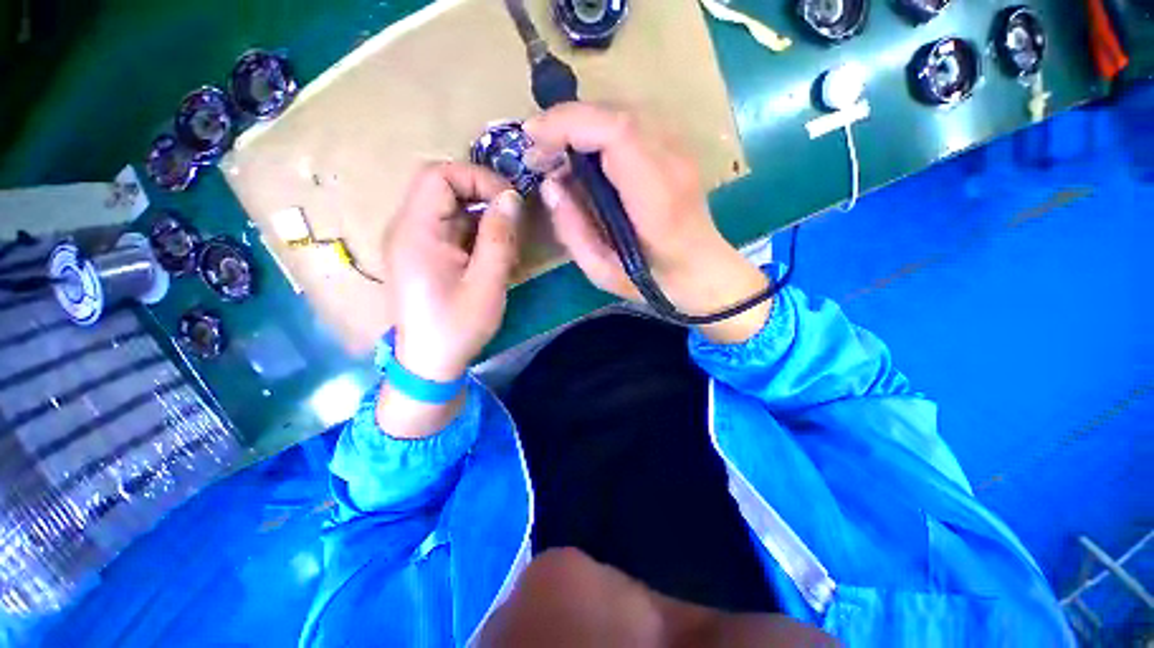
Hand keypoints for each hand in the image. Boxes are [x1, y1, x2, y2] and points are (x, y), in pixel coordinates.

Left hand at [378, 162, 521, 437]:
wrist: (429, 363)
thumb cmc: (457, 327)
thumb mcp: (486, 284)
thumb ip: (499, 237)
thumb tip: (511, 197)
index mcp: (416, 232)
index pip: (438, 175)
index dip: (477, 178)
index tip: (510, 201)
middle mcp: (407, 228)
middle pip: (442, 187)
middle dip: (483, 196)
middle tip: (513, 221)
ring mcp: (413, 241)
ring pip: (449, 208)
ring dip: (482, 217)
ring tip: (507, 243)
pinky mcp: (422, 254)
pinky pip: (449, 228)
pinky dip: (475, 233)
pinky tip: (492, 256)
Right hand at [524, 103, 771, 343]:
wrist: (700, 272)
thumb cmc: (651, 280)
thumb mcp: (601, 271)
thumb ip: (572, 230)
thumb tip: (550, 186)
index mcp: (656, 199)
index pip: (616, 133)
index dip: (570, 123)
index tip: (533, 138)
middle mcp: (673, 164)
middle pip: (619, 113)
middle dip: (569, 121)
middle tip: (540, 149)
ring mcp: (681, 151)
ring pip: (626, 111)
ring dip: (584, 123)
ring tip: (558, 149)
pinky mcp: (678, 149)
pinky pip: (635, 122)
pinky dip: (602, 128)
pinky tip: (587, 151)